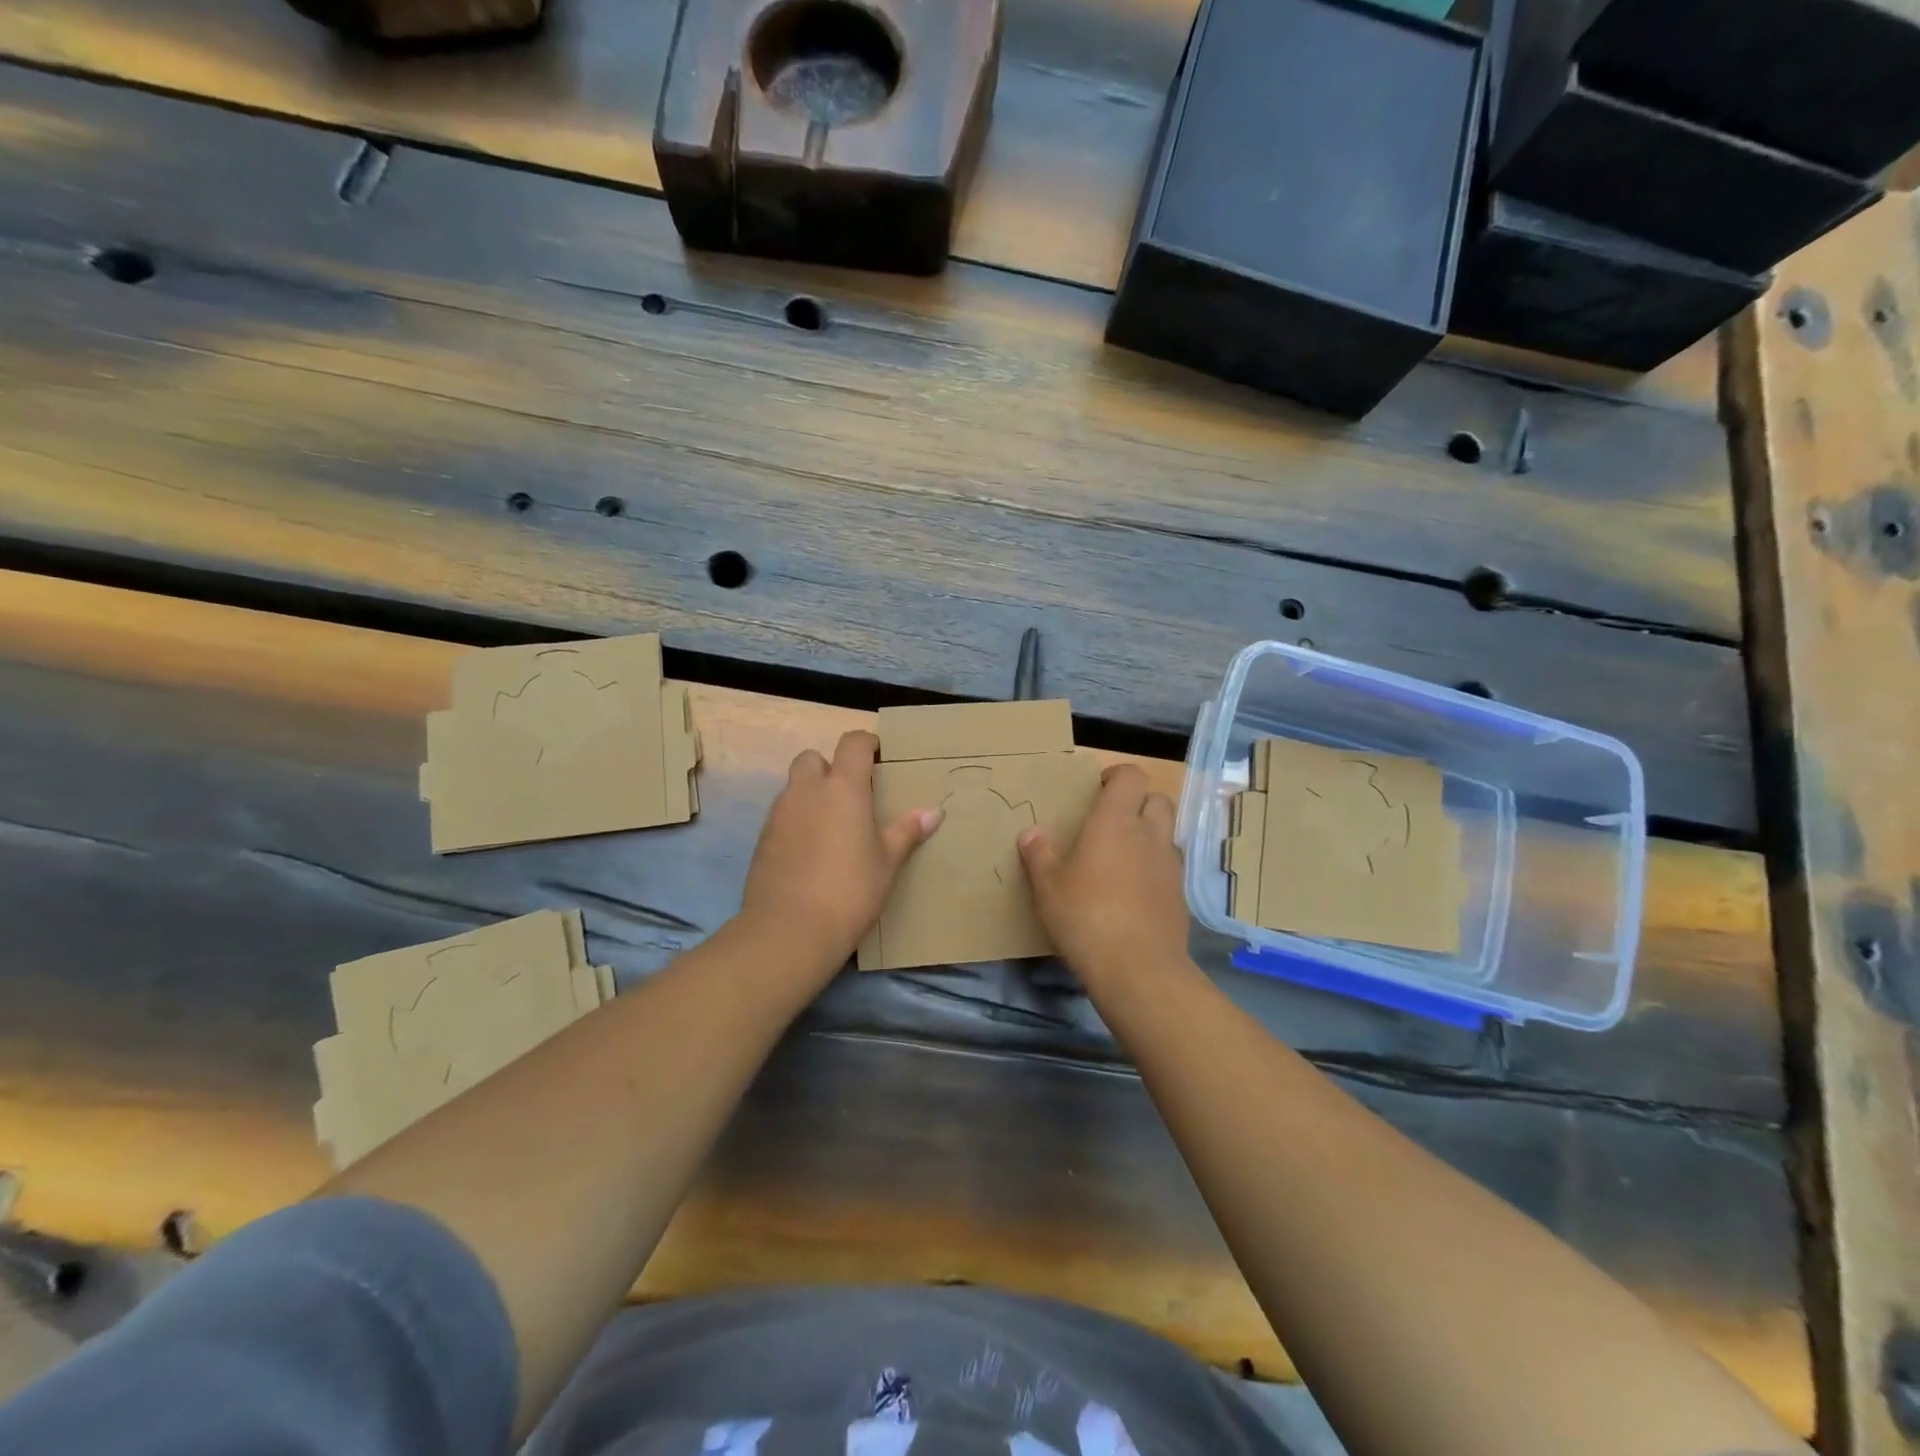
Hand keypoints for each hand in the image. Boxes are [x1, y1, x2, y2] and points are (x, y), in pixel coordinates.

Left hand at [741, 730, 941, 967]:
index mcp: (843, 788)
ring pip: (794, 787)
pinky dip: (797, 820)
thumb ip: (907, 832)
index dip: (866, 743)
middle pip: (813, 758)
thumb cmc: (850, 890)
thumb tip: (934, 812)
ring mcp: (779, 814)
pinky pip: (783, 815)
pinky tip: (811, 851)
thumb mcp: (887, 862)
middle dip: (830, 766)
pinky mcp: (762, 839)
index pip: (852, 743)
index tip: (879, 756)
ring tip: (833, 826)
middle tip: (851, 794)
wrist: (789, 930)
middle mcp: (807, 791)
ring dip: (812, 794)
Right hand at [1019, 764, 1188, 988]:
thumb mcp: (1048, 887)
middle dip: (1138, 802)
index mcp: (1115, 821)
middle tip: (1112, 821)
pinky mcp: (1180, 895)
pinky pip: (1170, 867)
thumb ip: (1039, 855)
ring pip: (1167, 833)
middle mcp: (1149, 834)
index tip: (1098, 789)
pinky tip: (1134, 892)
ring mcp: (1170, 865)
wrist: (1138, 968)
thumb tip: (1030, 833)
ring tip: (1122, 856)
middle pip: (1158, 799)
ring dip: (1149, 835)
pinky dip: (1155, 868)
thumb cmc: (1085, 917)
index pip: (1132, 776)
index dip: (1117, 775)